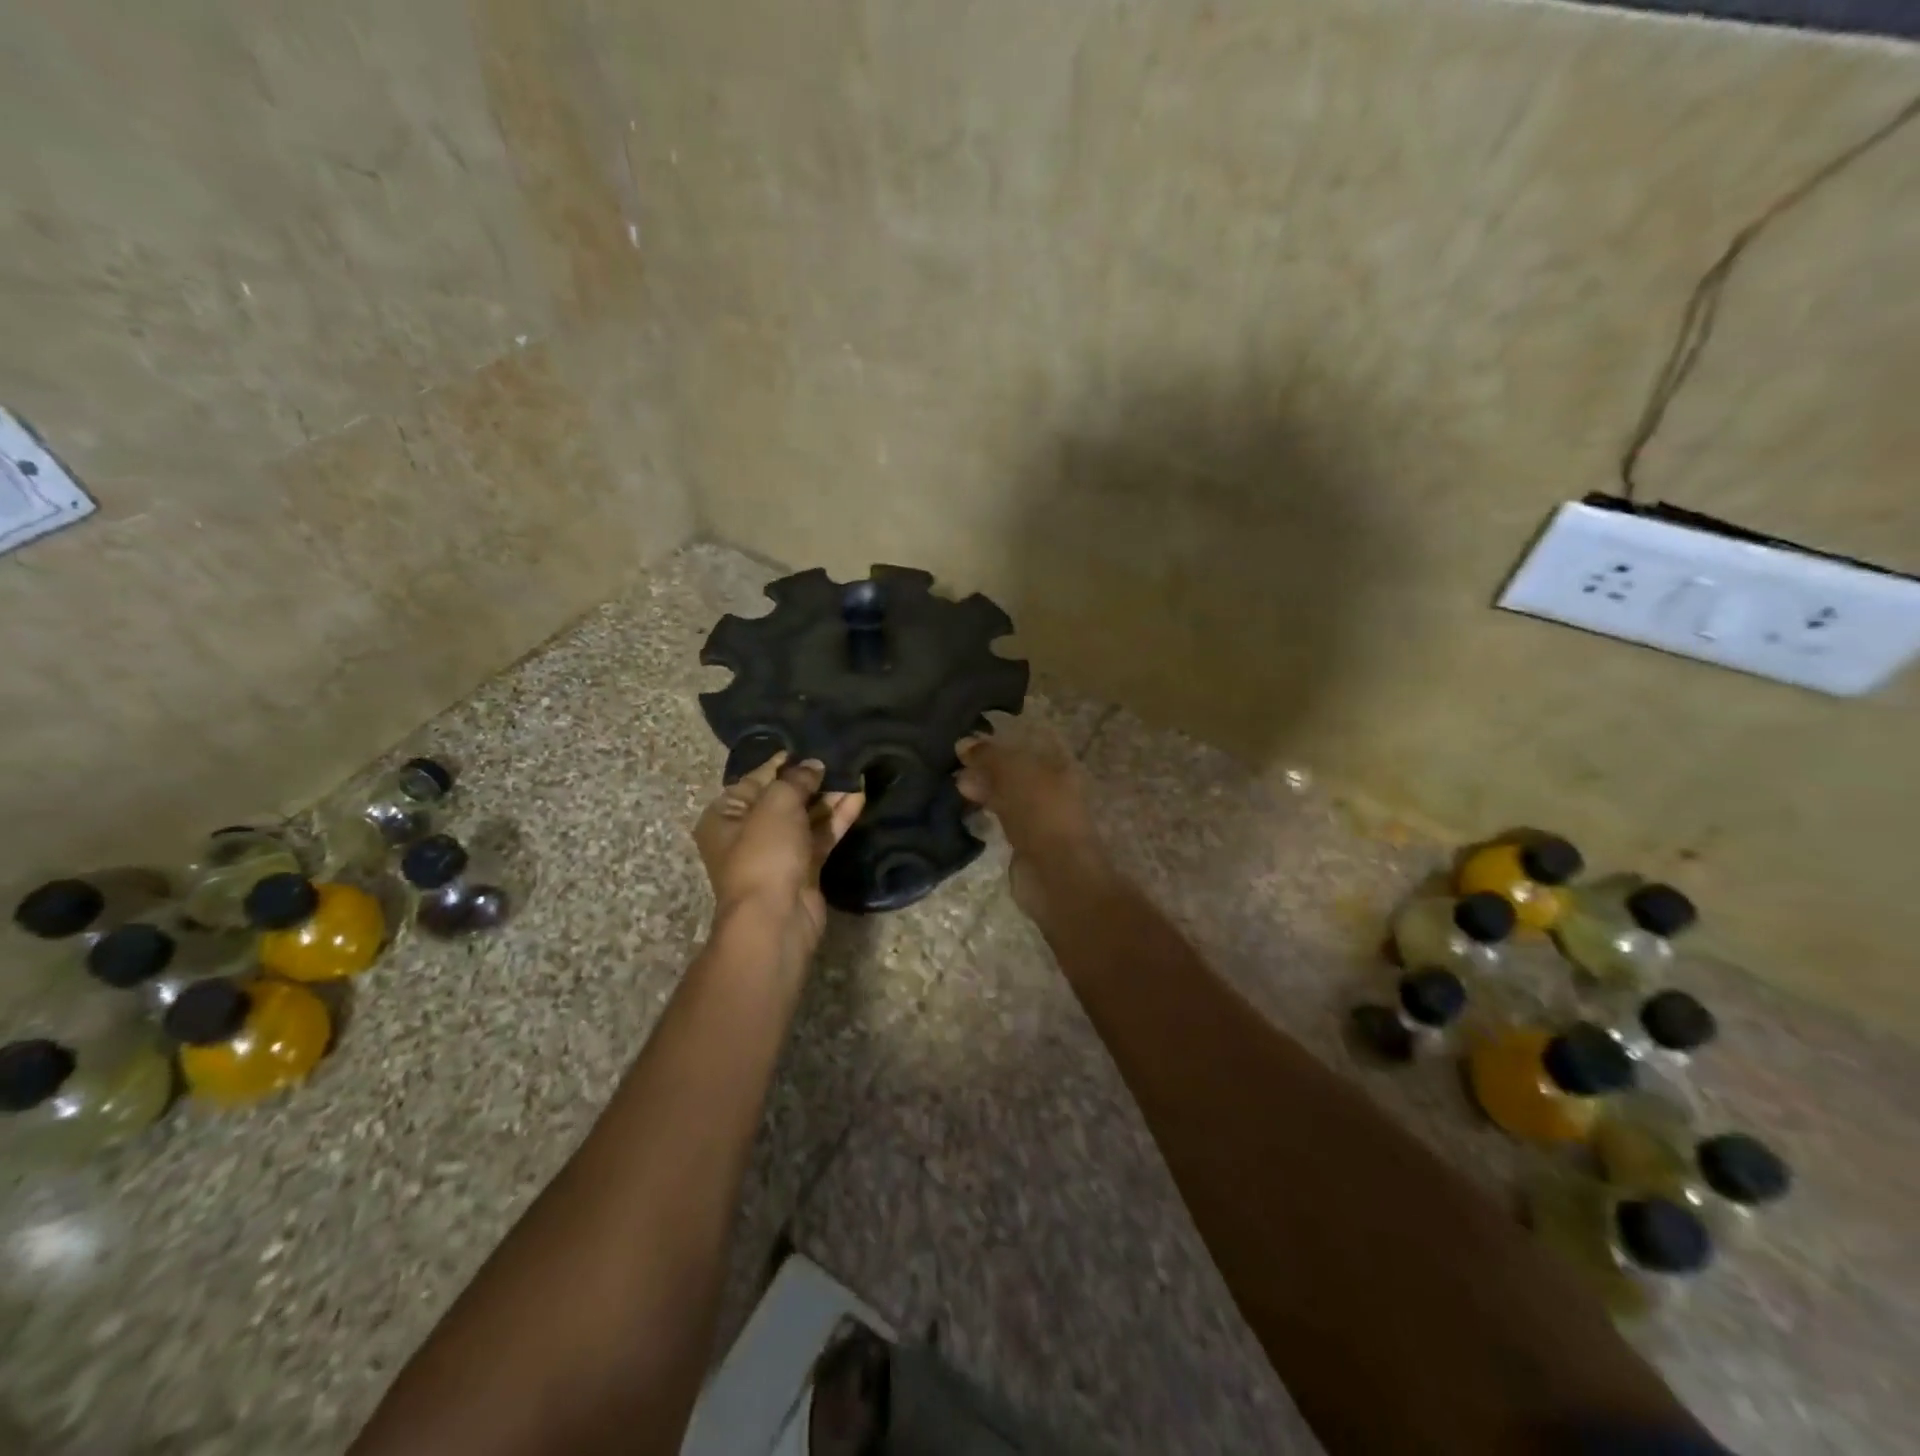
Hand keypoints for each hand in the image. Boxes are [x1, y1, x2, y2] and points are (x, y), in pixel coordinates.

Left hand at [694, 753, 864, 964]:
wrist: (775, 918)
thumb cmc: (764, 853)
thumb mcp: (776, 804)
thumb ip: (796, 779)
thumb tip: (813, 766)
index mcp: (724, 816)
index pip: (753, 780)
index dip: (779, 764)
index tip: (805, 747)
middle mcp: (747, 834)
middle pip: (781, 799)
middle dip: (809, 781)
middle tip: (837, 759)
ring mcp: (776, 853)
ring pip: (805, 818)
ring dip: (828, 798)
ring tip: (854, 774)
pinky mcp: (803, 869)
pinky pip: (820, 837)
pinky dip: (837, 819)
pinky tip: (859, 798)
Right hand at [956, 732, 1107, 922]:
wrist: (1055, 873)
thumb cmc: (1040, 812)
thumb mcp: (1013, 772)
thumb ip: (988, 755)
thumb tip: (963, 743)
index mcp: (1058, 766)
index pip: (1024, 744)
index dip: (997, 741)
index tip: (967, 741)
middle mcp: (1051, 788)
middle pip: (1014, 771)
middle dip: (986, 766)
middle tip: (954, 764)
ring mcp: (1038, 817)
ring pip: (1006, 795)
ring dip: (983, 789)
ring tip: (955, 785)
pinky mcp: (1025, 843)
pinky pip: (1002, 818)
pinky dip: (985, 812)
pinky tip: (965, 809)